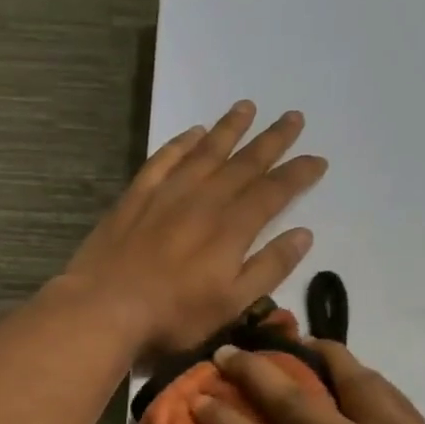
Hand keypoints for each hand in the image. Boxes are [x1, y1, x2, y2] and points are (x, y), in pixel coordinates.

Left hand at [62, 101, 326, 355]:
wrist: (105, 308)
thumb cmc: (174, 316)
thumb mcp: (232, 303)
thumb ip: (269, 268)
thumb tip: (304, 234)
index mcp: (232, 228)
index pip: (273, 192)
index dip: (298, 174)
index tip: (318, 159)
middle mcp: (204, 200)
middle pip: (244, 163)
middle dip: (272, 140)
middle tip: (294, 117)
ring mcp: (167, 194)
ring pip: (206, 152)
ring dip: (229, 129)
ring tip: (248, 107)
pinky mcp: (136, 196)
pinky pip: (164, 159)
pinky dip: (182, 143)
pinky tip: (193, 132)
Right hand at [192, 342, 424, 423]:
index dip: (222, 422)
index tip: (198, 399)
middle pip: (294, 399)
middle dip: (253, 373)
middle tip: (226, 351)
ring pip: (349, 379)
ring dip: (315, 355)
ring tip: (297, 342)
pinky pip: (388, 392)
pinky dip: (361, 375)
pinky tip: (354, 373)